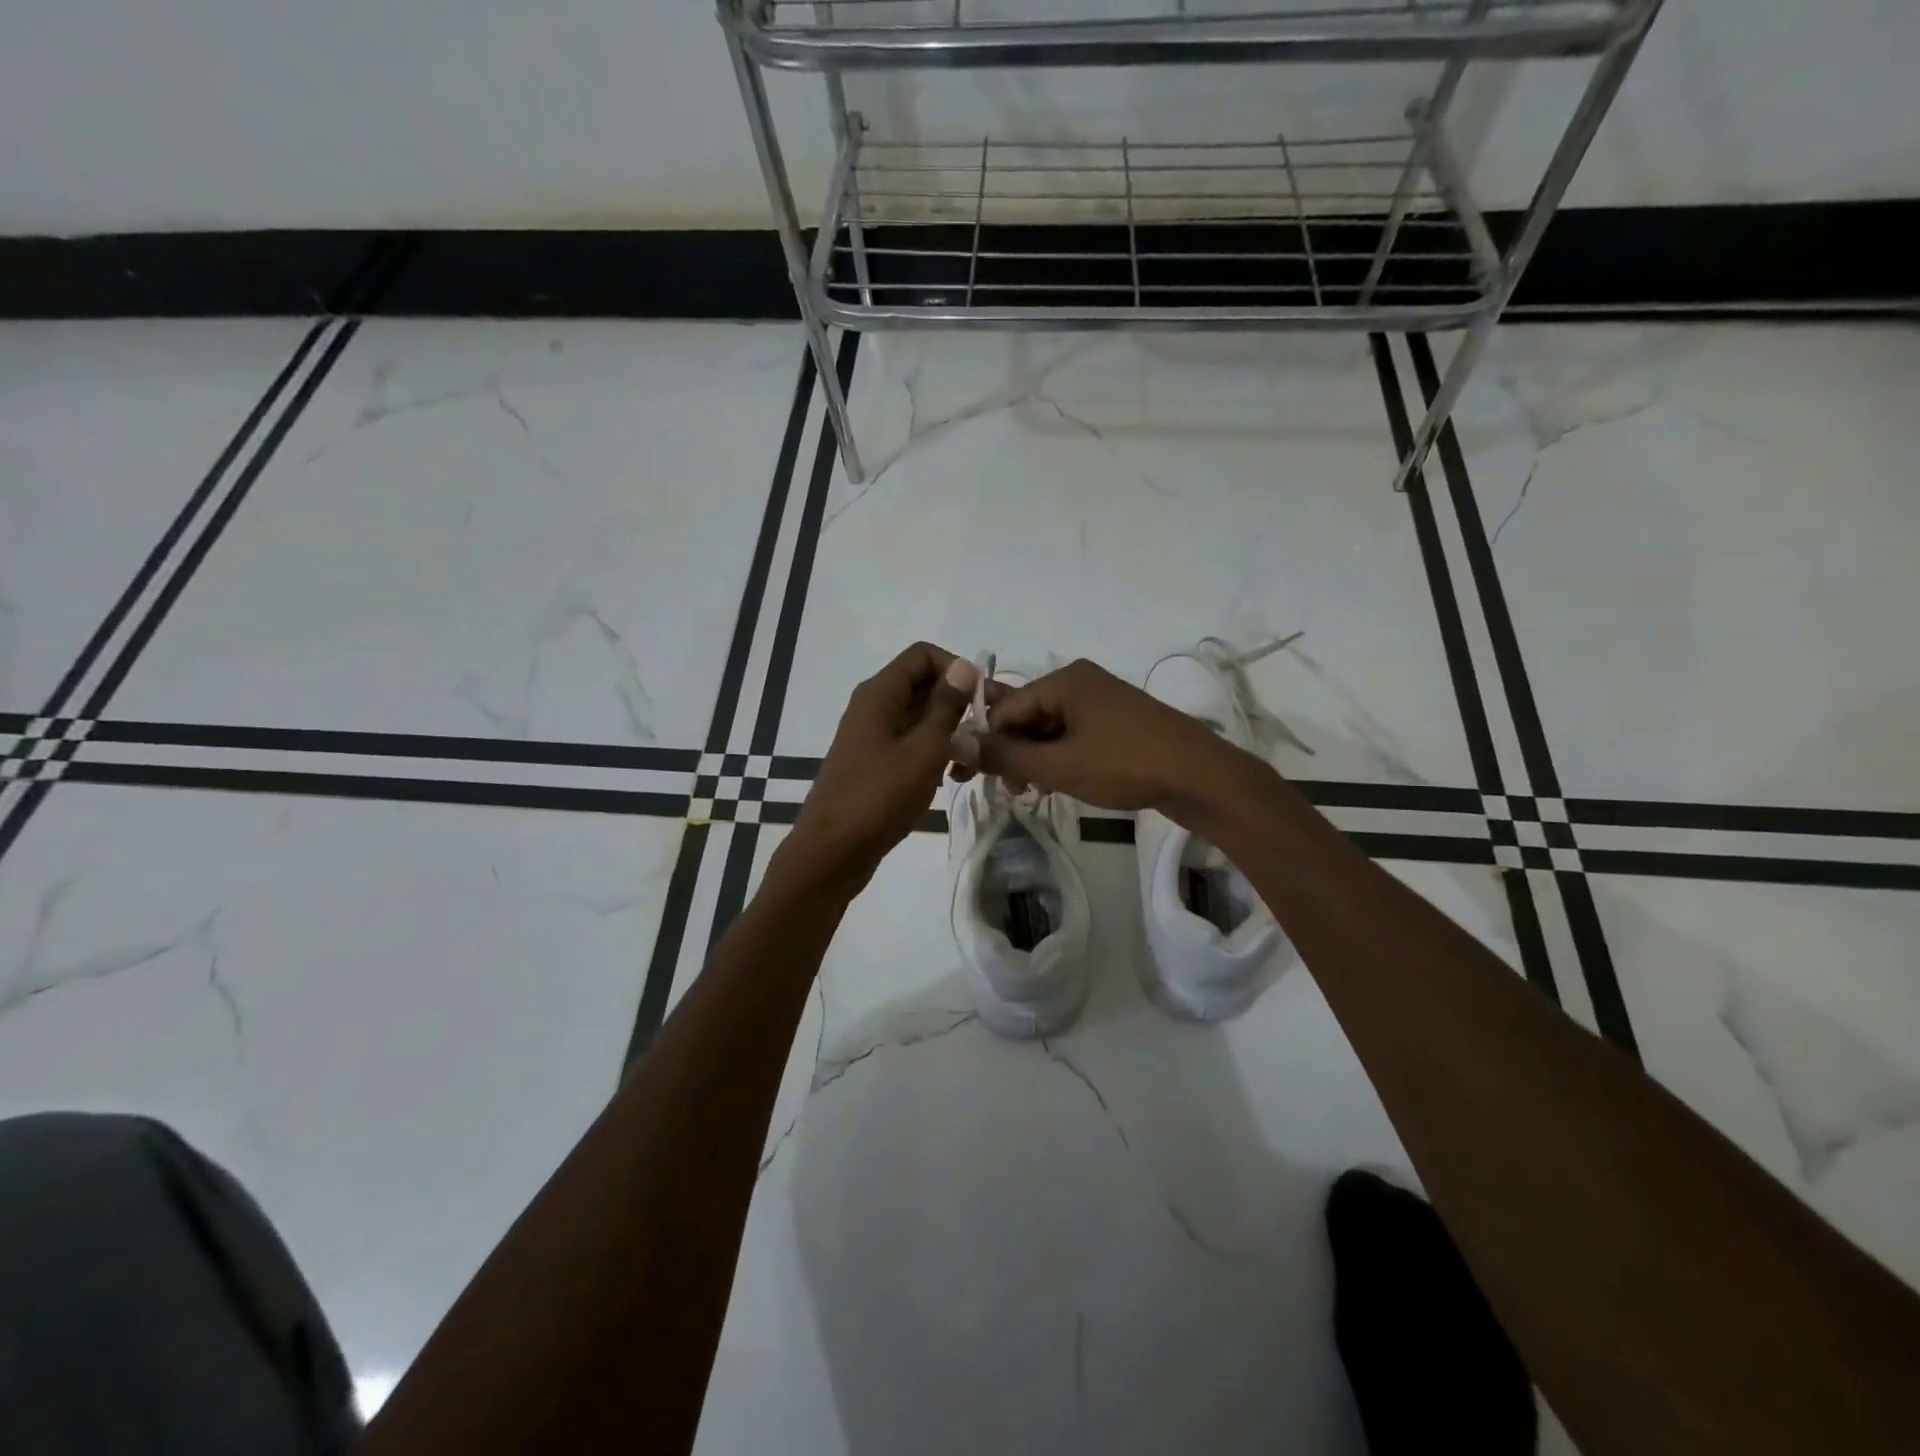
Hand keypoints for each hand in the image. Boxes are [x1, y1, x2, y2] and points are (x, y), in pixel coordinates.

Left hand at [782, 643, 977, 896]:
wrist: (832, 853)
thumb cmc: (879, 797)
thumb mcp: (924, 749)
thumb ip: (946, 706)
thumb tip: (966, 666)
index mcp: (880, 694)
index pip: (923, 655)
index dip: (957, 670)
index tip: (982, 702)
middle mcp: (873, 707)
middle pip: (923, 685)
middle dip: (958, 705)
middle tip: (986, 736)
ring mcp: (872, 736)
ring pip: (920, 718)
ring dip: (949, 734)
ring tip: (970, 764)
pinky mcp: (874, 763)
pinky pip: (910, 744)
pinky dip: (932, 754)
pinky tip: (949, 778)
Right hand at [975, 658, 1253, 818]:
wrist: (1201, 777)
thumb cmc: (1125, 765)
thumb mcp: (1059, 765)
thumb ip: (1006, 755)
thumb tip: (955, 740)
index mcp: (1065, 680)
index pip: (1006, 707)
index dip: (988, 742)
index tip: (975, 778)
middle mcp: (1081, 681)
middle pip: (1027, 715)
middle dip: (1013, 752)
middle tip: (1010, 790)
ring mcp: (1102, 700)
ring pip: (1050, 728)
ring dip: (1035, 759)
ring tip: (1032, 792)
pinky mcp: (1117, 721)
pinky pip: (1073, 734)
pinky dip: (1059, 757)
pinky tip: (1056, 783)